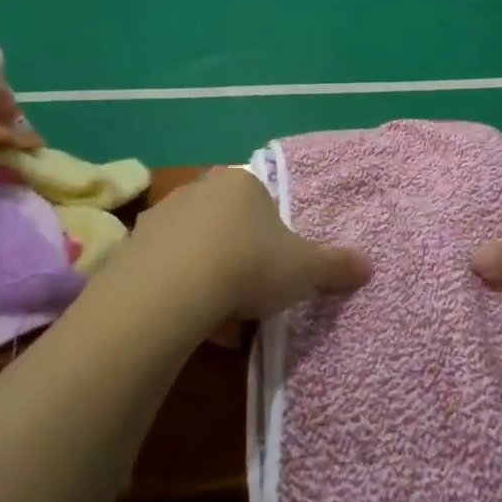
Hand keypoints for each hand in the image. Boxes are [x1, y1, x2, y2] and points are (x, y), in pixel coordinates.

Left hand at [123, 166, 370, 344]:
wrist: (174, 287)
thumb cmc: (250, 263)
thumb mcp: (306, 268)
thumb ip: (337, 265)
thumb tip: (370, 265)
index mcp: (242, 183)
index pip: (262, 204)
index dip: (271, 239)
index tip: (274, 271)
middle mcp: (199, 189)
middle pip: (226, 223)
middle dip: (237, 255)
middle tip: (249, 293)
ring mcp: (161, 215)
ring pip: (193, 245)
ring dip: (206, 273)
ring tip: (218, 315)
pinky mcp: (131, 247)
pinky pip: (164, 268)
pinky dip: (177, 289)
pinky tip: (188, 318)